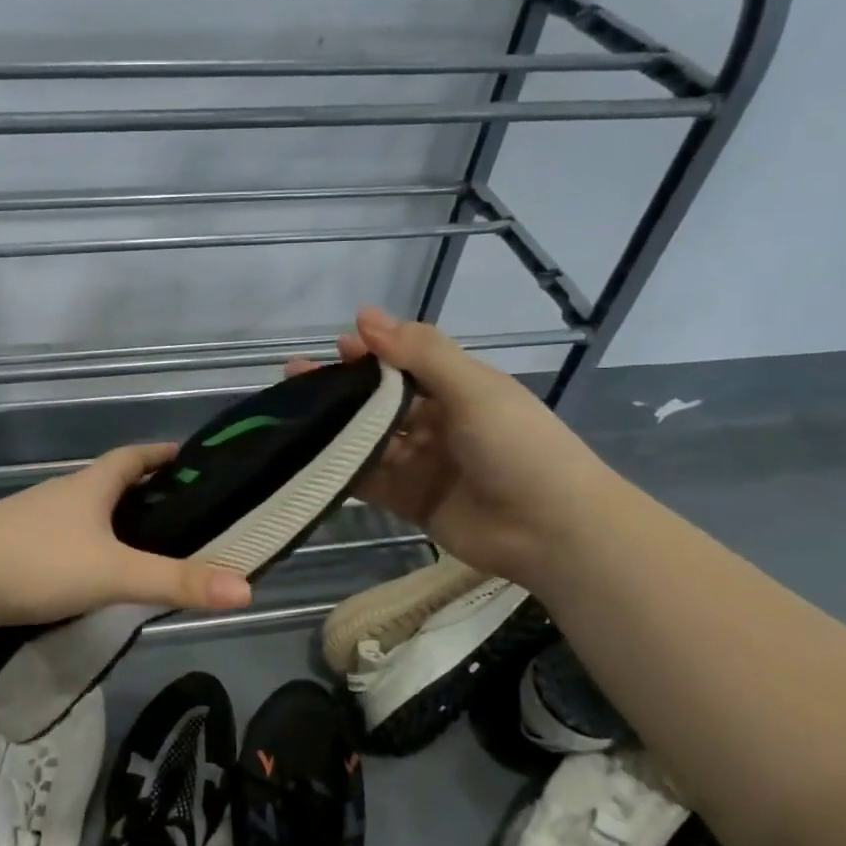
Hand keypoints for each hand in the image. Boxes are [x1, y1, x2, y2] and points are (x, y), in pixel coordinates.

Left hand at [0, 443, 252, 629]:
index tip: (186, 457)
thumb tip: (246, 588)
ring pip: (79, 514)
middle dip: (139, 492)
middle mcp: (58, 495)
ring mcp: (27, 521)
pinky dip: (78, 550)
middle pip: (106, 483)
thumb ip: (177, 582)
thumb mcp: (114, 572)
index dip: (160, 455)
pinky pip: (55, 542)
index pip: (132, 457)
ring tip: (136, 548)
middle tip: (174, 513)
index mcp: (87, 487)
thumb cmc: (37, 562)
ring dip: (107, 523)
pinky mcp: (6, 549)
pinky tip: (84, 577)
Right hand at [288, 308, 616, 582]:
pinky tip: (307, 457)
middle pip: (380, 401)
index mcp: (459, 389)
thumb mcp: (473, 389)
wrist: (553, 530)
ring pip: (369, 440)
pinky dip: (341, 470)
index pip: (405, 363)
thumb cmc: (519, 447)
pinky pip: (369, 481)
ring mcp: (422, 464)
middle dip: (342, 389)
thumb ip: (420, 353)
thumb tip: (365, 315)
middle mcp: (437, 423)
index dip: (371, 354)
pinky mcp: (409, 501)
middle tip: (295, 379)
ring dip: (335, 427)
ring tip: (291, 415)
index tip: (334, 347)